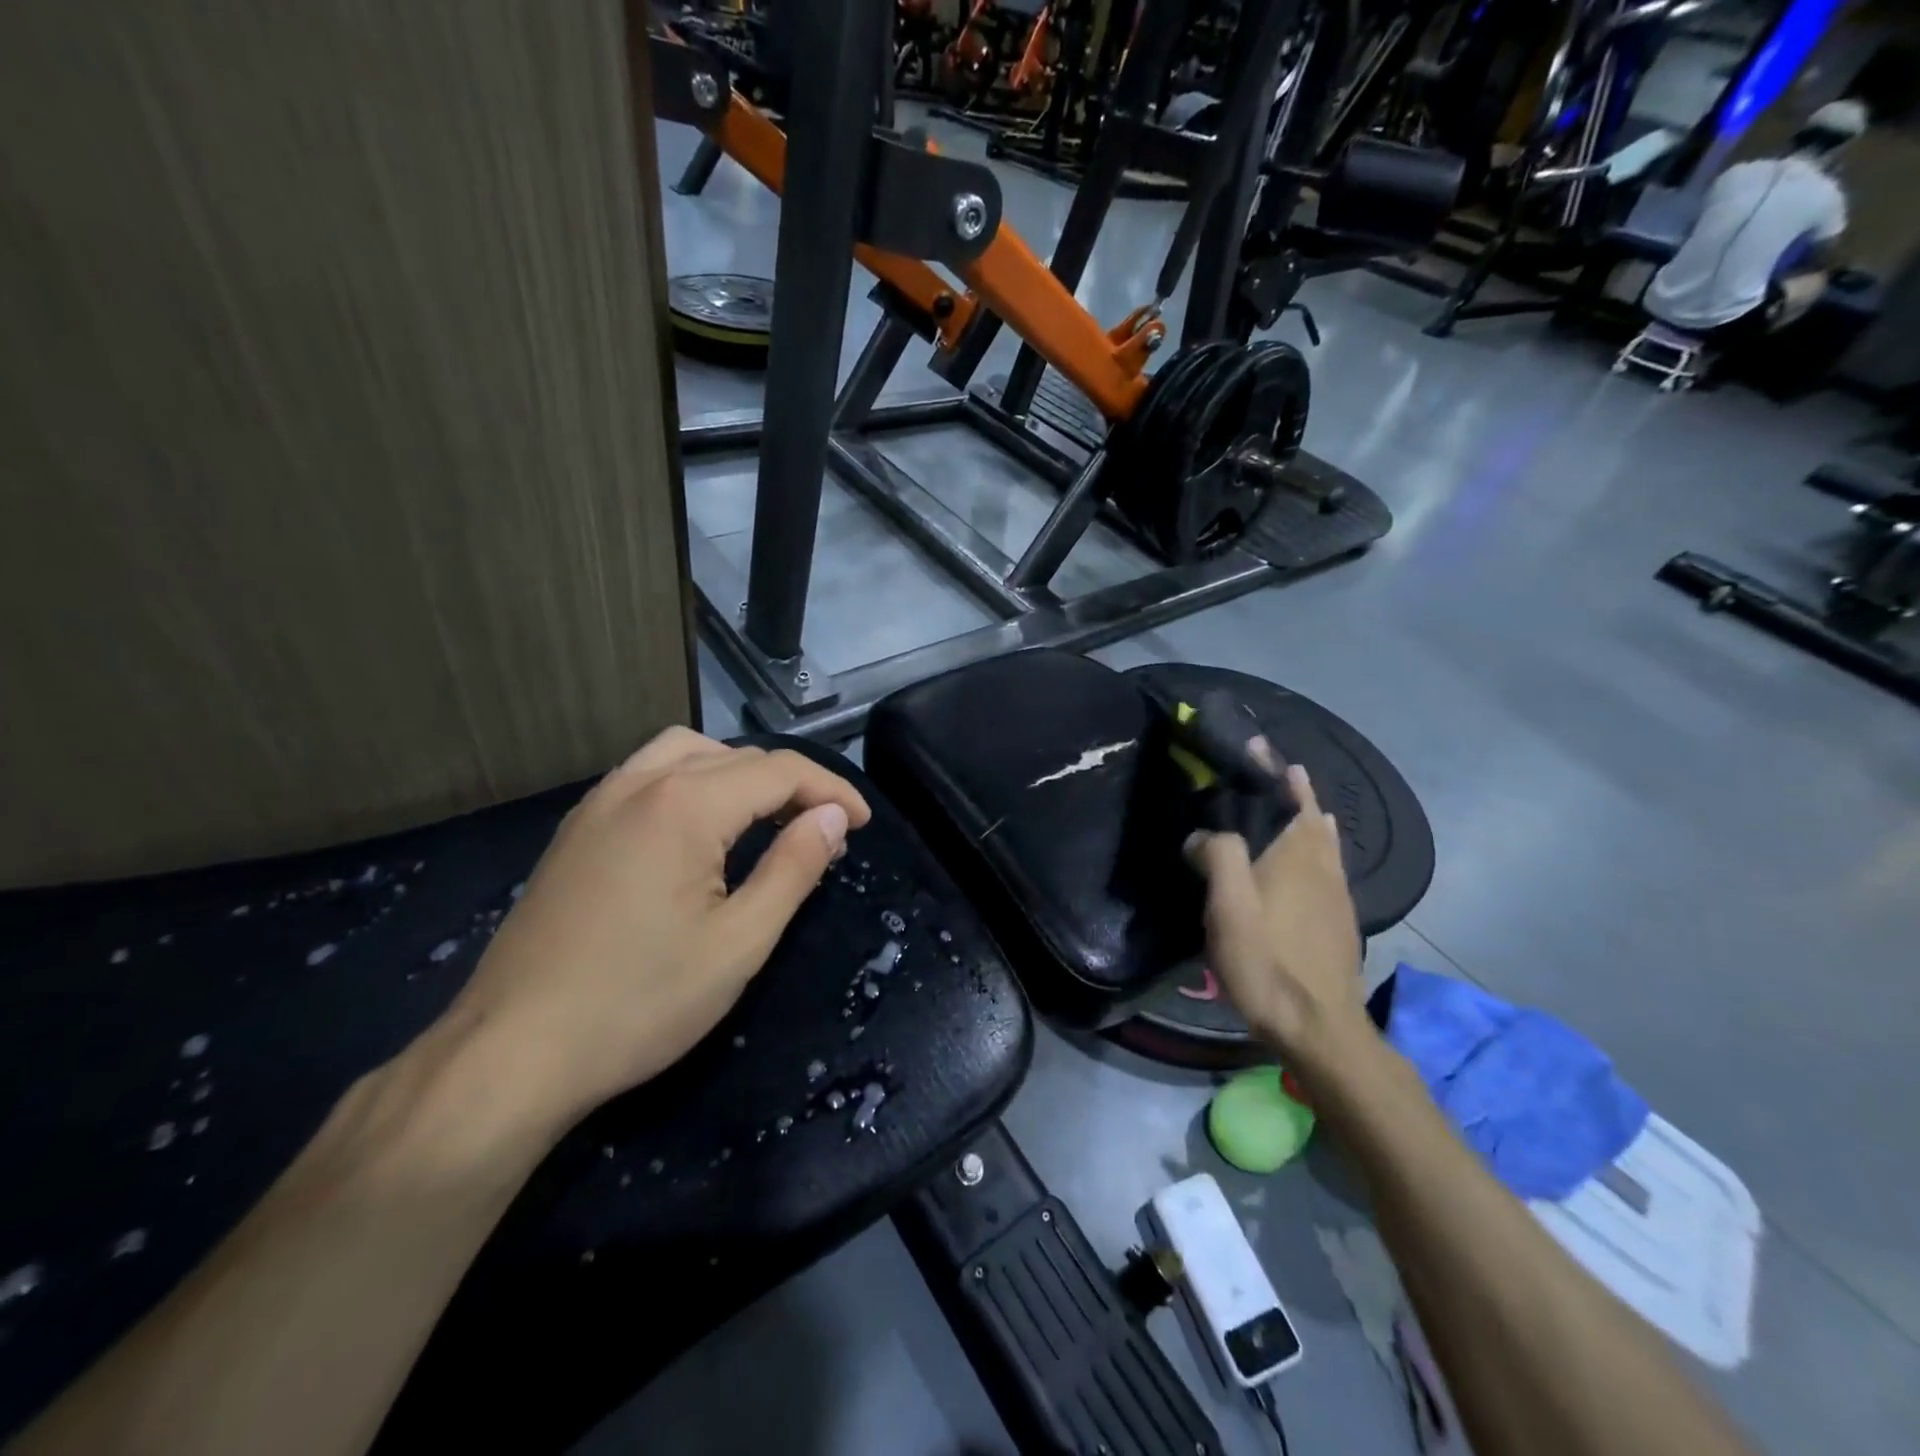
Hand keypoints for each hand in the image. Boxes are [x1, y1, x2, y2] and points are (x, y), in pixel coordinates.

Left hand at [432, 728, 871, 1136]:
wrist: (510, 1054)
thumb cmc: (639, 1003)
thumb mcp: (739, 943)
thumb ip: (793, 868)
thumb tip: (832, 817)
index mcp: (684, 805)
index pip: (779, 771)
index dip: (831, 790)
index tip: (861, 824)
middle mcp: (640, 783)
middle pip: (737, 757)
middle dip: (792, 785)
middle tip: (823, 833)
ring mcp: (599, 802)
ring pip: (688, 753)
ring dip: (739, 773)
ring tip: (766, 817)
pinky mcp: (576, 828)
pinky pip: (648, 774)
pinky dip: (693, 781)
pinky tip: (699, 828)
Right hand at [1185, 751, 1368, 1073]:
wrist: (1318, 1026)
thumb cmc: (1267, 959)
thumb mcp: (1229, 904)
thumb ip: (1217, 854)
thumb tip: (1203, 833)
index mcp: (1296, 853)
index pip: (1289, 797)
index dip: (1274, 771)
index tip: (1259, 748)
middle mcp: (1323, 865)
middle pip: (1311, 816)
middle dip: (1294, 791)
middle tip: (1273, 773)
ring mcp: (1338, 895)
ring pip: (1325, 843)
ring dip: (1309, 819)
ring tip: (1296, 806)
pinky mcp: (1340, 922)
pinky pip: (1329, 868)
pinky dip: (1318, 849)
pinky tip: (1308, 863)